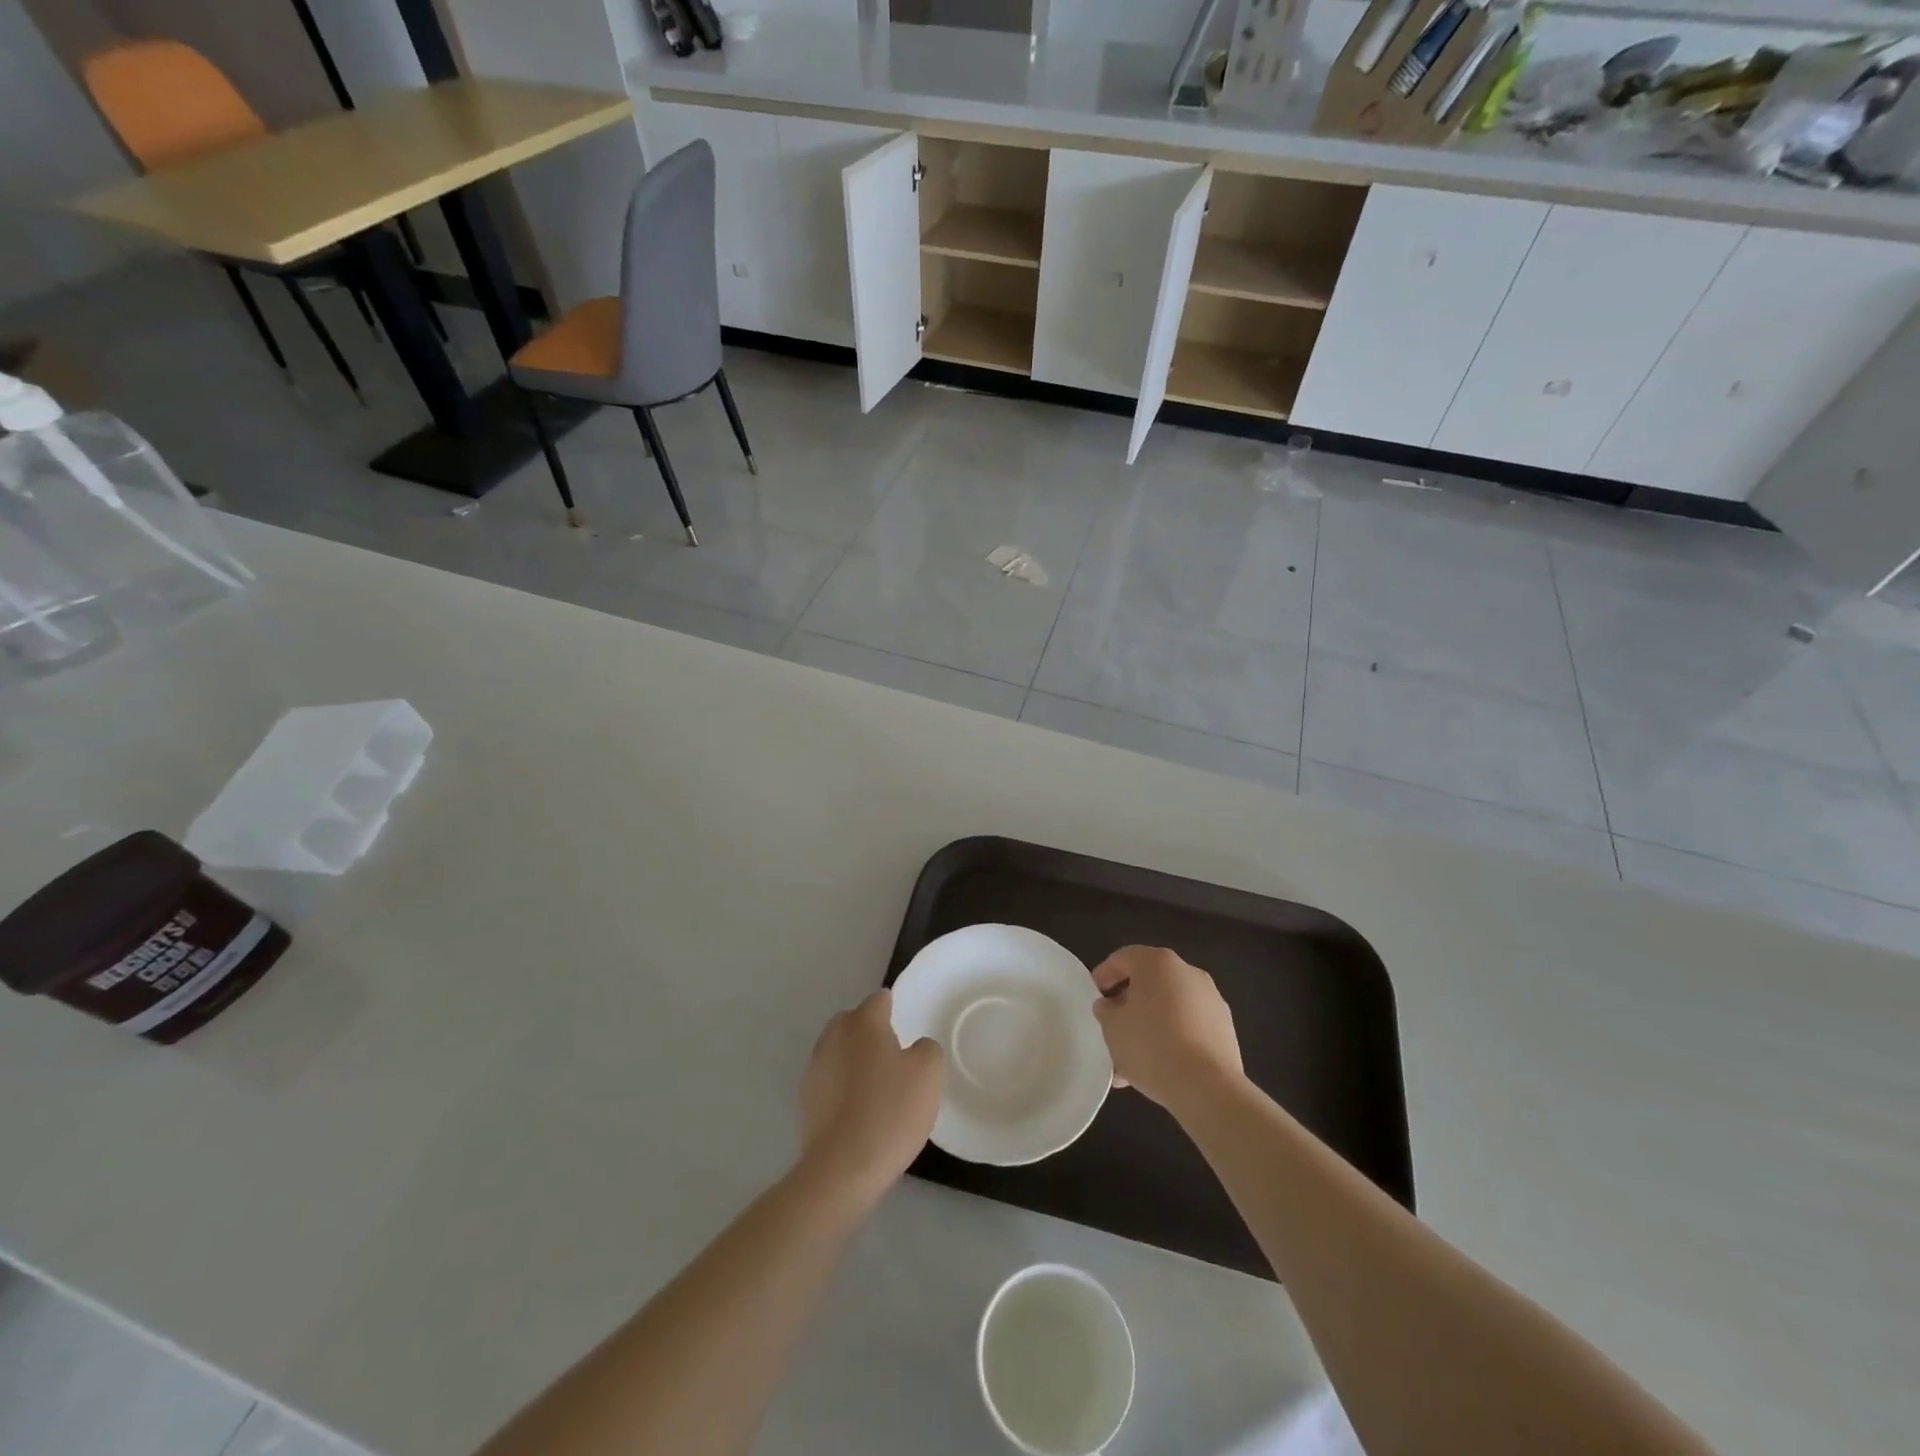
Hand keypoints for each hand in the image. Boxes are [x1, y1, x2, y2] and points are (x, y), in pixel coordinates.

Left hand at [798, 990, 943, 1203]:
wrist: (843, 1168)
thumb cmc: (891, 1111)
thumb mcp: (928, 1074)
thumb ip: (927, 1048)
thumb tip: (916, 1048)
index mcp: (863, 1023)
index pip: (879, 999)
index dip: (893, 1007)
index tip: (906, 1023)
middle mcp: (834, 1037)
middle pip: (853, 1021)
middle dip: (870, 1030)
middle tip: (893, 1053)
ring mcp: (815, 1068)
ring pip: (839, 1050)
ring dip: (854, 1059)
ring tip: (876, 1084)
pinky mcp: (806, 1100)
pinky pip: (829, 1080)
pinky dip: (842, 1086)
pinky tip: (859, 1109)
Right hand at [1092, 946, 1242, 1110]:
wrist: (1207, 1087)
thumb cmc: (1151, 1046)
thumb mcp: (1112, 1028)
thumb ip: (1106, 1011)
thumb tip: (1110, 1006)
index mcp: (1158, 963)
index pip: (1124, 958)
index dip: (1104, 974)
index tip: (1094, 996)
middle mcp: (1188, 973)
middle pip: (1149, 982)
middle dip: (1129, 1004)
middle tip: (1112, 1027)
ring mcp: (1211, 1000)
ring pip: (1169, 1007)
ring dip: (1150, 1025)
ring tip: (1131, 1059)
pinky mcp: (1224, 1028)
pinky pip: (1188, 1026)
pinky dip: (1172, 1038)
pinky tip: (1157, 1068)